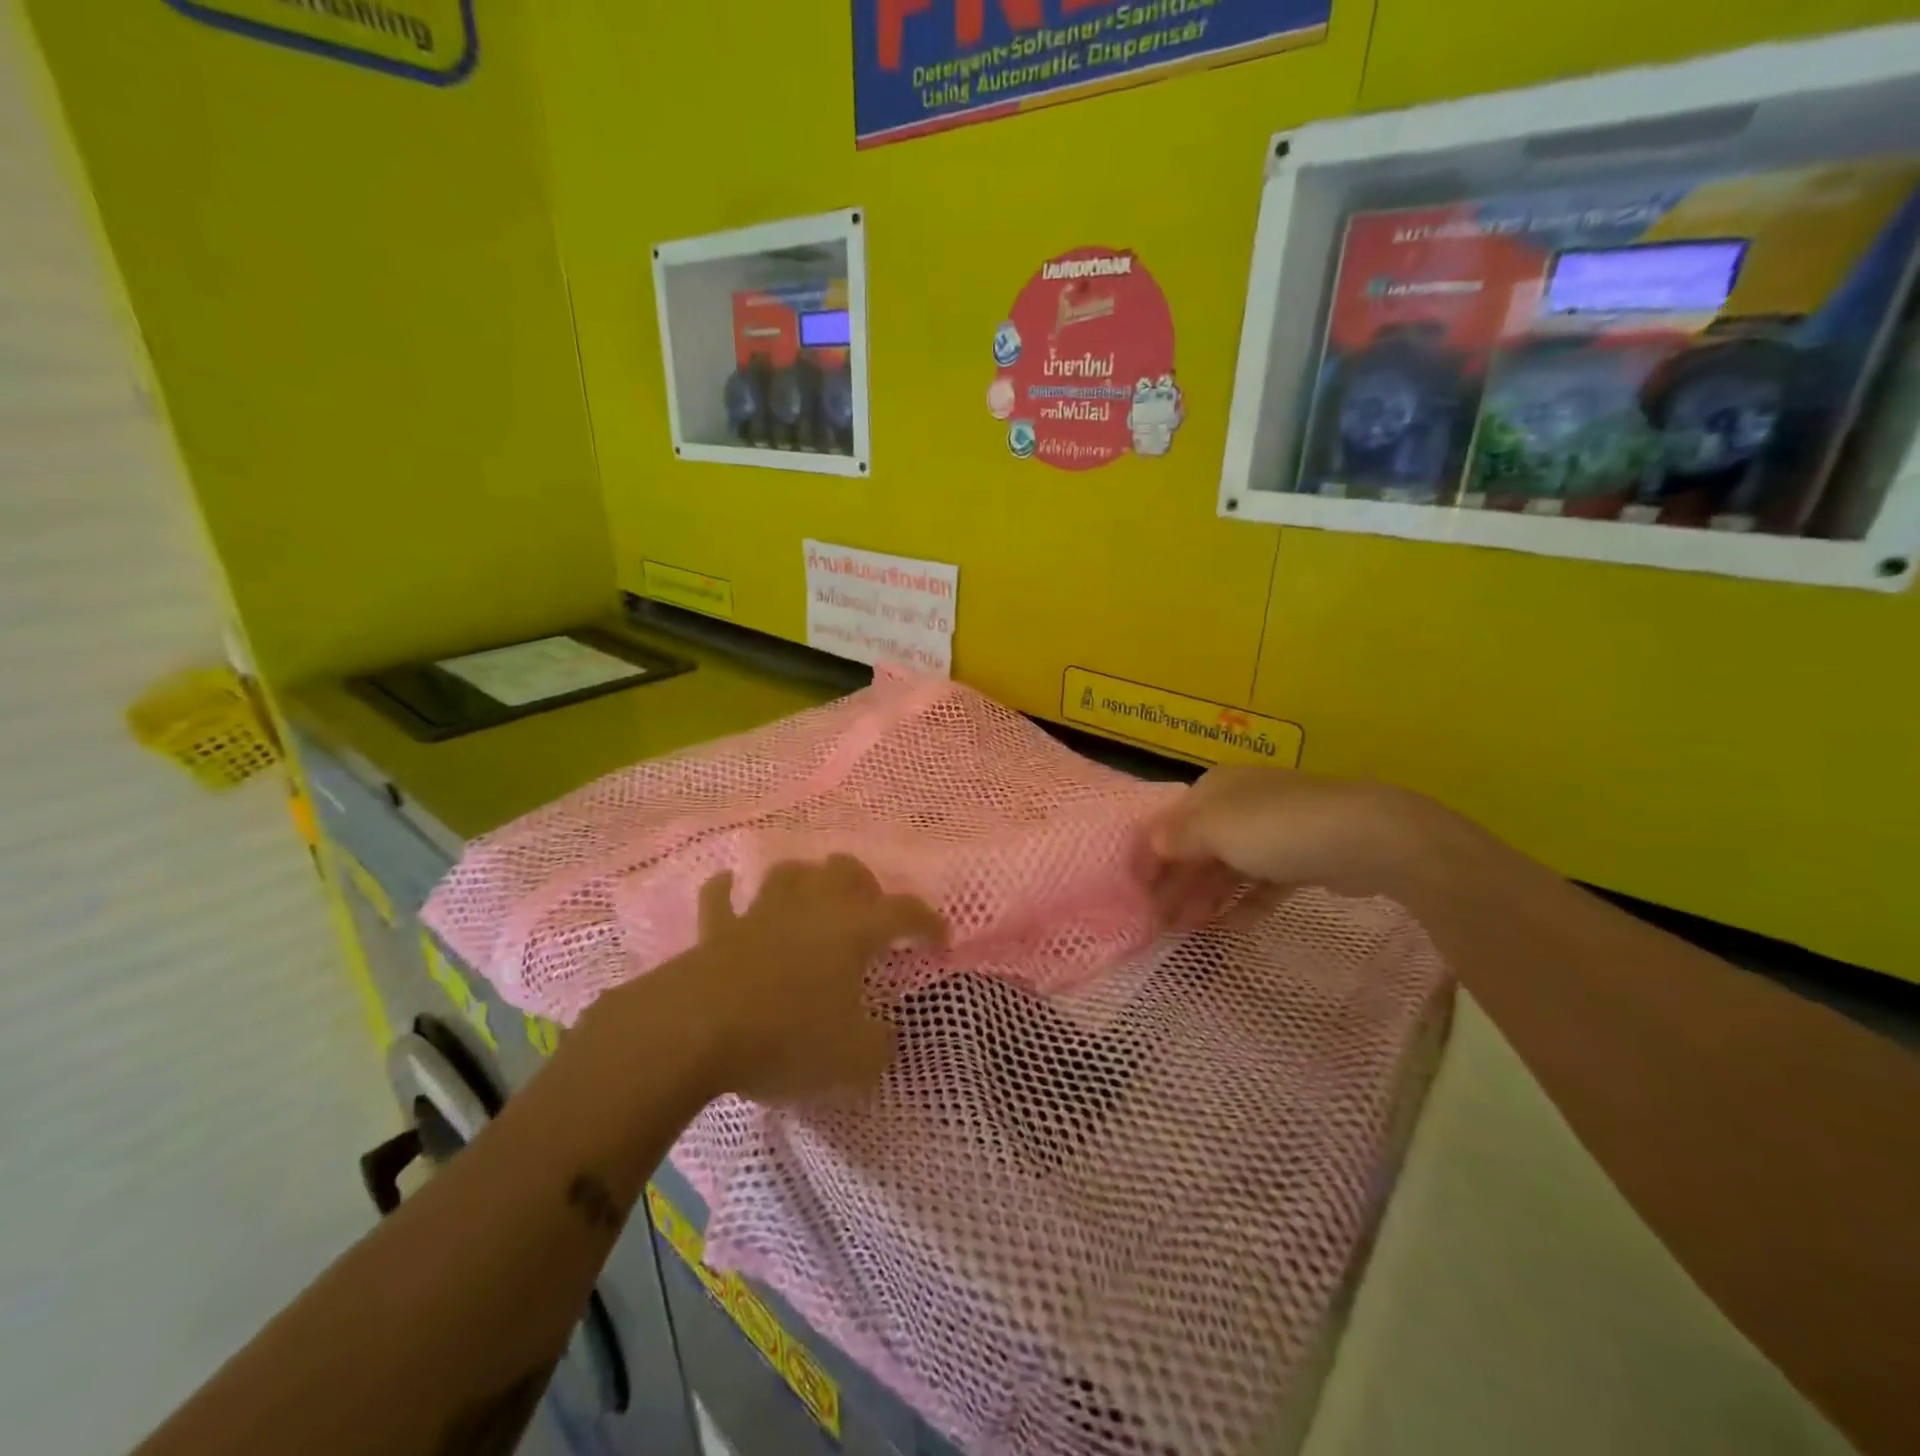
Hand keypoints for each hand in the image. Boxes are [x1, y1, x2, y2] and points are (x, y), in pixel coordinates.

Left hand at [679, 856, 945, 1103]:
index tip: (940, 940)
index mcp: (853, 930)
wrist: (697, 1030)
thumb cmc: (787, 1037)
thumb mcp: (852, 1060)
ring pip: (789, 873)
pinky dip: (726, 891)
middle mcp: (811, 908)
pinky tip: (729, 887)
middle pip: (844, 870)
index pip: (904, 913)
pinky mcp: (717, 929)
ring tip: (812, 898)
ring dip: (805, 880)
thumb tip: (883, 1038)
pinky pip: (720, 899)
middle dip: (864, 884)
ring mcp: (761, 913)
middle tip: (870, 912)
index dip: (928, 923)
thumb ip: (878, 1047)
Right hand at [1140, 766, 1446, 927]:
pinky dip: (1244, 902)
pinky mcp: (1303, 859)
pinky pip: (1262, 883)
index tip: (1134, 893)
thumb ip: (1177, 838)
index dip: (1150, 856)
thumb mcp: (1215, 829)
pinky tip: (1231, 926)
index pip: (1170, 822)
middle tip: (1157, 921)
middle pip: (1197, 846)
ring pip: (1228, 866)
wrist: (1366, 838)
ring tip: (1187, 930)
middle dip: (1175, 882)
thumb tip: (1151, 842)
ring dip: (1205, 896)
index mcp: (1215, 789)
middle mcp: (1241, 804)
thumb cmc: (1276, 828)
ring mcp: (1274, 831)